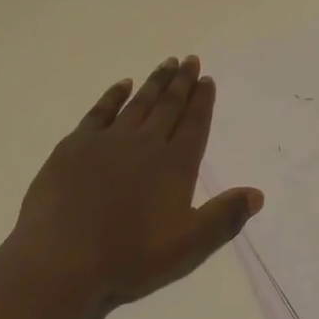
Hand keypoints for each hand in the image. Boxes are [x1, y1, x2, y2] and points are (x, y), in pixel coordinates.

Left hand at [12, 56, 263, 307]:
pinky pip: (101, 111)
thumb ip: (223, 218)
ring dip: (155, 82)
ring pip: (139, 103)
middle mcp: (146, 144)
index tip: (207, 79)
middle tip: (191, 60)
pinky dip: (114, 96)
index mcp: (174, 165)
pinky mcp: (76, 145)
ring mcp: (109, 141)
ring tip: (167, 63)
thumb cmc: (128, 256)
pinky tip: (123, 84)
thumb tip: (257, 194)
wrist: (61, 259)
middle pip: (169, 106)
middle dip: (182, 82)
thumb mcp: (187, 246)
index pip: (194, 124)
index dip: (202, 101)